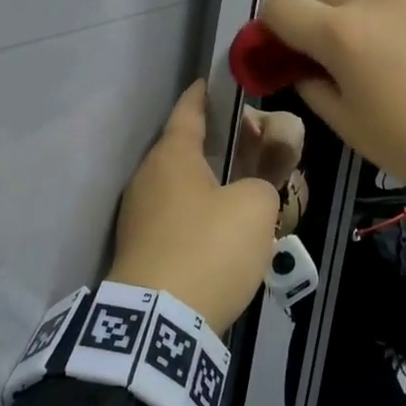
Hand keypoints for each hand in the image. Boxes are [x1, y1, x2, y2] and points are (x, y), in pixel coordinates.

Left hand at [107, 83, 298, 334]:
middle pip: (184, 149)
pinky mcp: (139, 251)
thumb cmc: (209, 247)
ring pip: (180, 187)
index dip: (203, 94)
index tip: (213, 82)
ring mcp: (138, 217)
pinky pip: (174, 219)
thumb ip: (267, 177)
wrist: (159, 323)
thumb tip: (264, 174)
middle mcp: (148, 178)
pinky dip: (198, 215)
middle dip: (215, 144)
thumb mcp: (255, 208)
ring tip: (243, 191)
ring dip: (208, 184)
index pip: (189, 111)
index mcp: (172, 156)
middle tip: (250, 145)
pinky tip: (222, 232)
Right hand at [260, 0, 405, 208]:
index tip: (283, 50)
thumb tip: (303, 67)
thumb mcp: (351, 128)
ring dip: (362, 7)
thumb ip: (313, 87)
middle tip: (332, 46)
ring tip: (387, 46)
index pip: (280, 4)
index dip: (271, 26)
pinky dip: (404, 11)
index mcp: (341, 32)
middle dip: (314, 7)